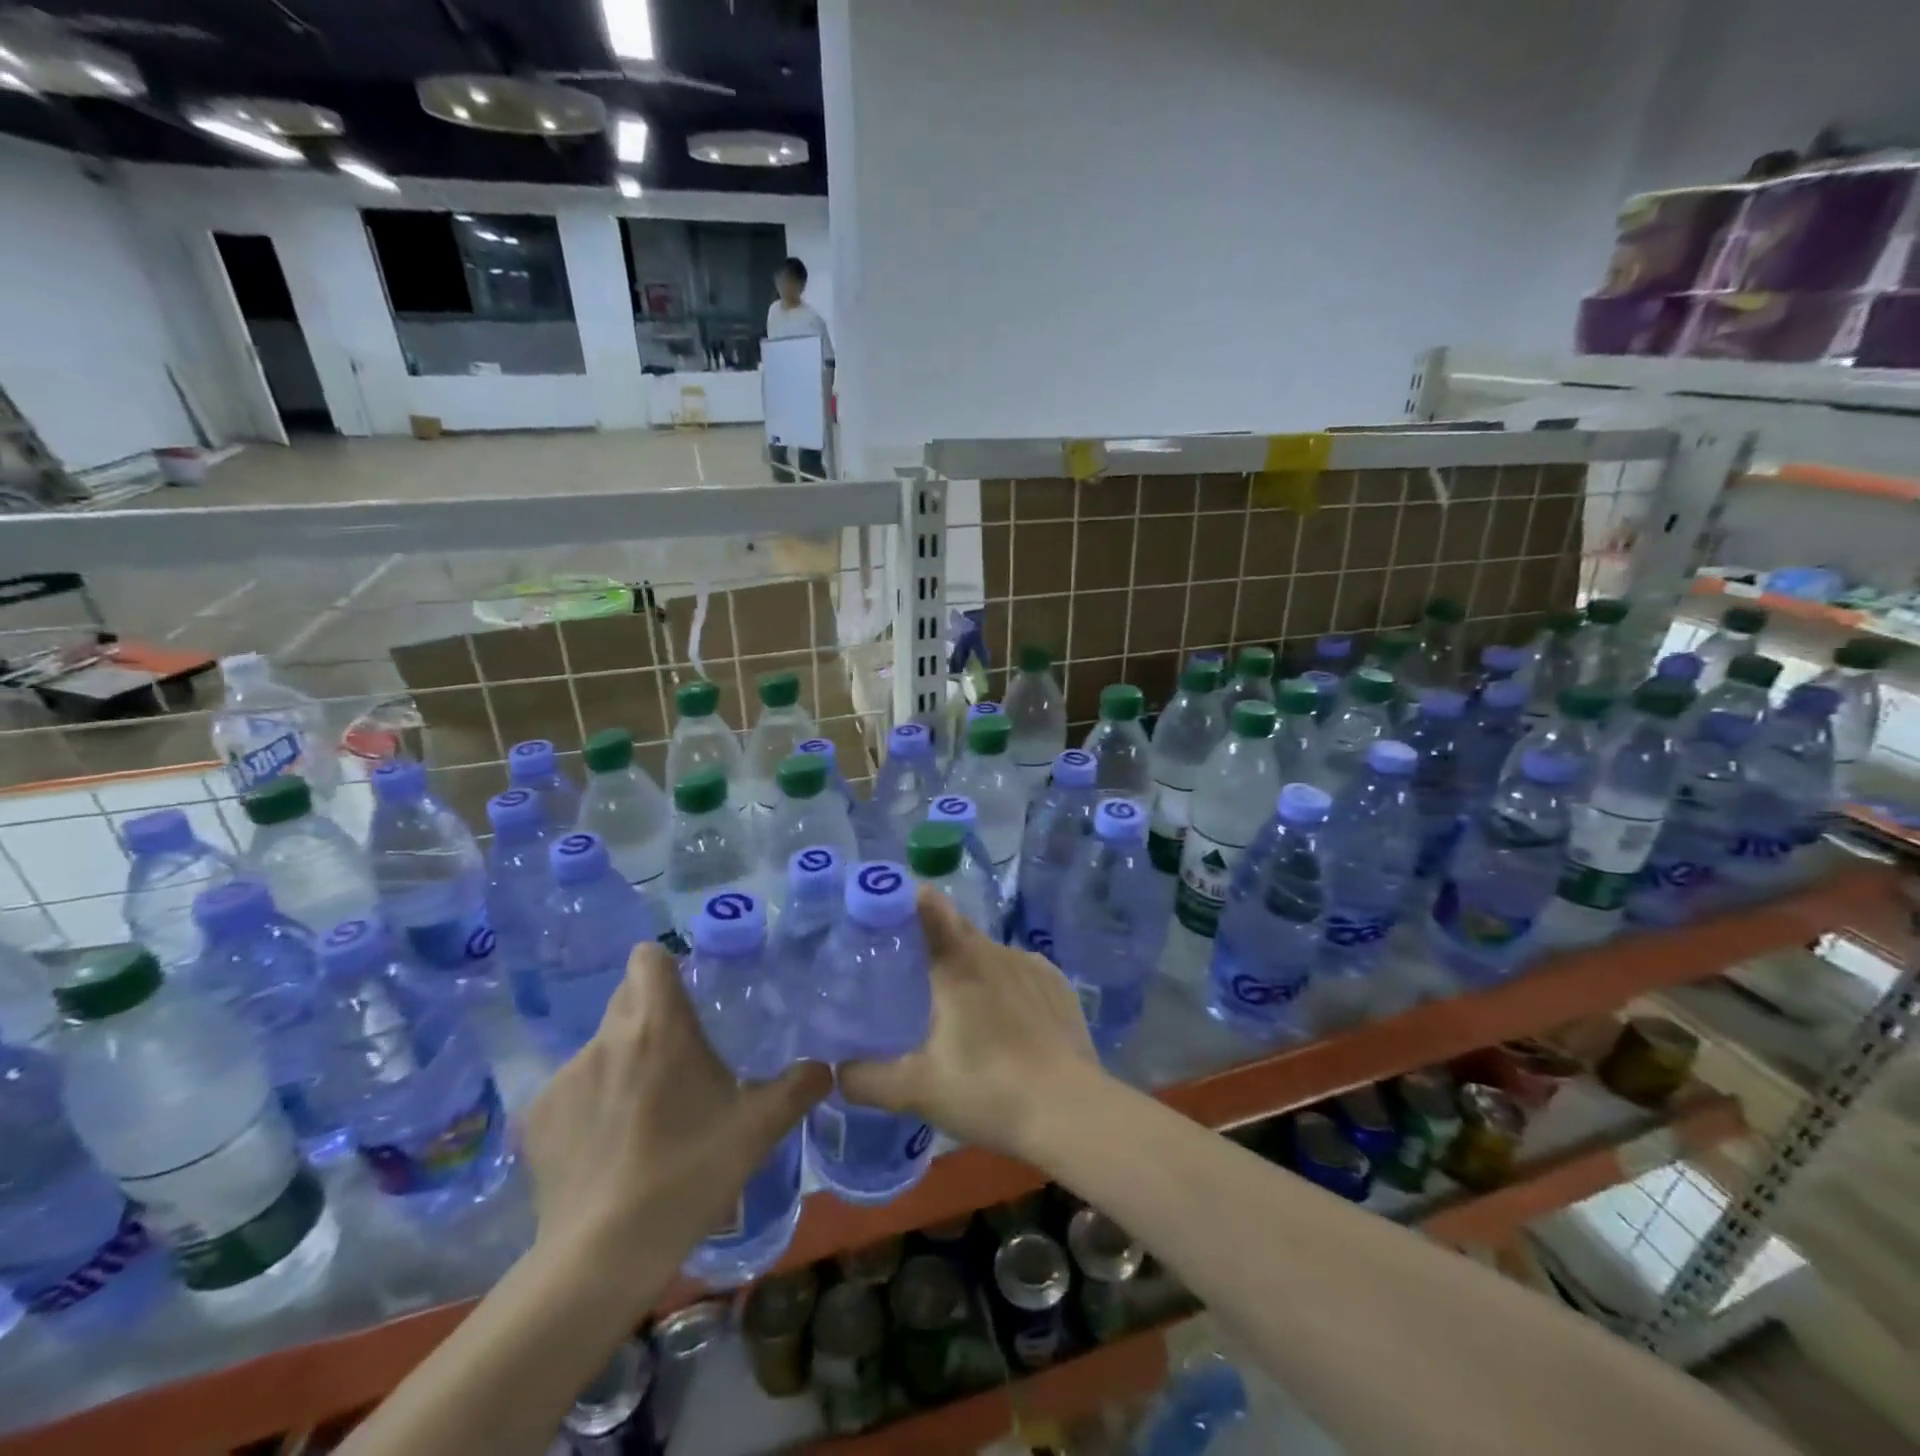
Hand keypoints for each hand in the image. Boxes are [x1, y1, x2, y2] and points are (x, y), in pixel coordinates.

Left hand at [522, 942, 829, 1285]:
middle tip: (679, 1053)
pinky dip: (591, 1103)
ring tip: (644, 1112)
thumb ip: (798, 1088)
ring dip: (623, 1061)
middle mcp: (607, 1038)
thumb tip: (824, 1069)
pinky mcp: (537, 1118)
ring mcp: (565, 1077)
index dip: (666, 965)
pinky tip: (607, 1146)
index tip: (687, 993)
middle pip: (626, 997)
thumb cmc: (688, 1174)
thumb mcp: (757, 1129)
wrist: (602, 1256)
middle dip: (650, 1013)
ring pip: (601, 1046)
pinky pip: (571, 1090)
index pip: (648, 957)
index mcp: (659, 1025)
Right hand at [839, 889, 1097, 1159]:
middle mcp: (993, 950)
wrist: (1070, 1112)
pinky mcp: (1057, 984)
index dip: (906, 898)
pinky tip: (1006, 1026)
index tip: (887, 909)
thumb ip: (867, 1079)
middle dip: (933, 941)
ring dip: (971, 970)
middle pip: (956, 929)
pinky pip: (1019, 973)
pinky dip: (1005, 987)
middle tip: (913, 974)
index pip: (929, 906)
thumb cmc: (987, 1090)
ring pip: (988, 954)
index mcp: (957, 963)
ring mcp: (1030, 964)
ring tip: (963, 1012)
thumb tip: (837, 1071)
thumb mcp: (916, 1090)